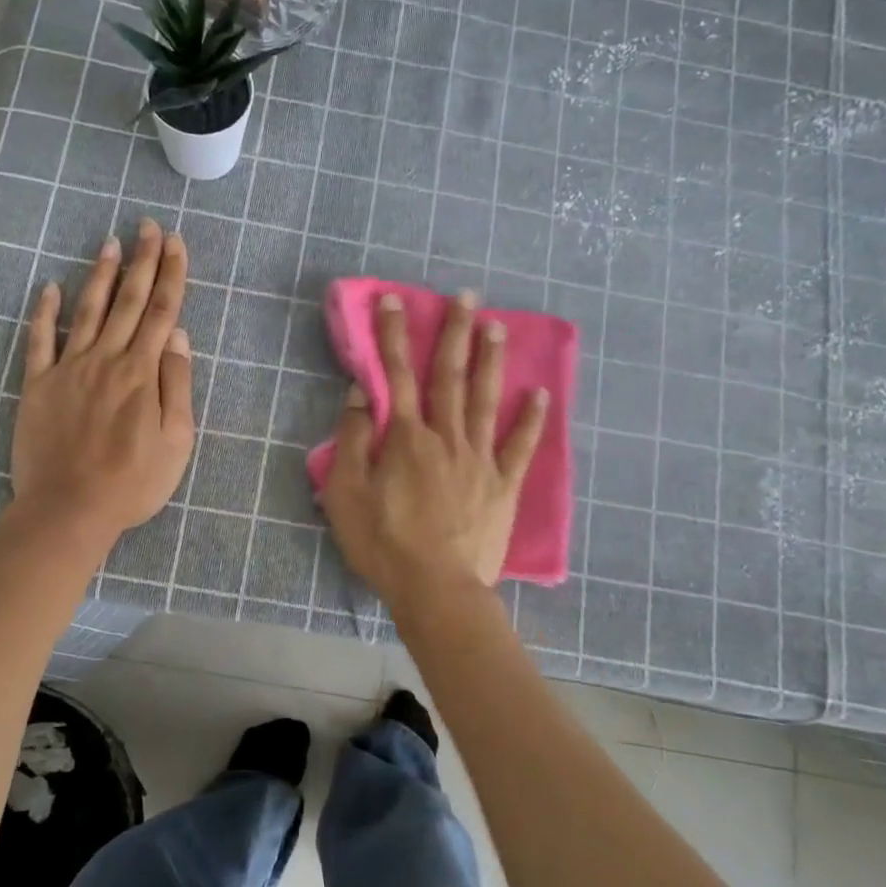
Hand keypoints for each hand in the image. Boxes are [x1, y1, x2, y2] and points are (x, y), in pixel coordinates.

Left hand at [10, 219, 194, 541]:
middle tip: (148, 226)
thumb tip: (177, 336)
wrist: (69, 509)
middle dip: (141, 261)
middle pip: (127, 302)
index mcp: (142, 373)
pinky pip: (40, 341)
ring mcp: (68, 369)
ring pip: (87, 311)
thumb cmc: (132, 482)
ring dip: (100, 275)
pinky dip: (44, 313)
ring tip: (110, 243)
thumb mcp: (176, 441)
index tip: (175, 243)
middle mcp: (106, 360)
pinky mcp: (38, 386)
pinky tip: (49, 288)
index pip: (160, 312)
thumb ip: (177, 385)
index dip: (170, 275)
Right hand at [320, 290, 547, 603]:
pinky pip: (520, 446)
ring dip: (490, 361)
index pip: (397, 375)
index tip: (394, 301)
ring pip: (486, 400)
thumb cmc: (384, 544)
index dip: (394, 336)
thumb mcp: (346, 494)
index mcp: (406, 438)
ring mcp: (480, 460)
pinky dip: (531, 419)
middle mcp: (446, 438)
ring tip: (497, 326)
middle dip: (454, 333)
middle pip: (449, 377)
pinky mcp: (503, 486)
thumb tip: (361, 393)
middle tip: (465, 296)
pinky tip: (540, 394)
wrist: (437, 590)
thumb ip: (352, 440)